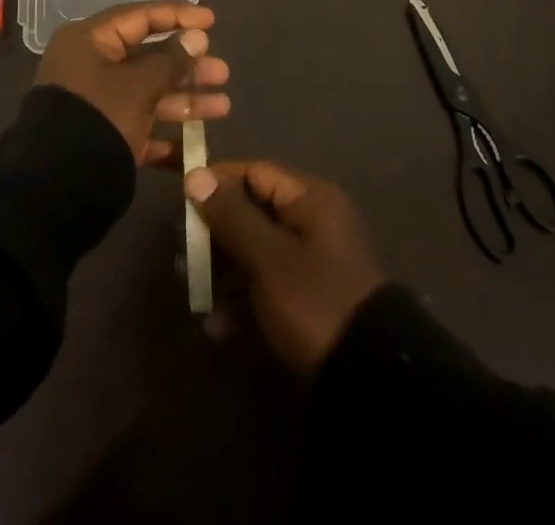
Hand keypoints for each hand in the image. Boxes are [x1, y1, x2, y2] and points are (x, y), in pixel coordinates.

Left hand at [34, 2, 227, 164]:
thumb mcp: (139, 85)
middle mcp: (91, 66)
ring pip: (148, 93)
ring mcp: (97, 103)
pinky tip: (195, 145)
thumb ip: (171, 60)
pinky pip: (140, 125)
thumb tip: (197, 36)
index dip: (177, 16)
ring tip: (222, 106)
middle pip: (147, 57)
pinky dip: (166, 133)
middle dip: (187, 66)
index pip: (139, 17)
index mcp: (90, 41)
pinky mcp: (102, 137)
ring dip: (185, 99)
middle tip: (222, 73)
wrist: (56, 188)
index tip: (211, 21)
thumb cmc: (100, 117)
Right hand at [186, 160, 387, 375]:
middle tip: (183, 252)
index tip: (181, 198)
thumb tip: (196, 175)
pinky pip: (267, 286)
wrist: (373, 382)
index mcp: (310, 199)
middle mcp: (312, 223)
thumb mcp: (268, 257)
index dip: (216, 181)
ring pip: (256, 251)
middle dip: (215, 232)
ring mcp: (312, 263)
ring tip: (194, 293)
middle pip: (253, 212)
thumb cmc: (316, 302)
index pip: (254, 172)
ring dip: (223, 270)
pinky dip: (242, 300)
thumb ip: (230, 215)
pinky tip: (217, 327)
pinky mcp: (309, 301)